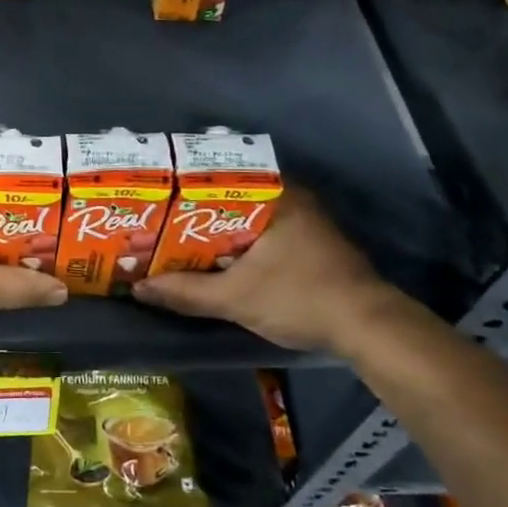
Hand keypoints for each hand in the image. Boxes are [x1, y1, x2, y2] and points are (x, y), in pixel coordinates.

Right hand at [132, 185, 394, 352]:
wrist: (368, 328)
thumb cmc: (300, 298)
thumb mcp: (236, 298)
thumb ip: (186, 291)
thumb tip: (139, 288)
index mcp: (275, 195)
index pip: (217, 178)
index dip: (180, 190)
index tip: (151, 198)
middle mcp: (290, 199)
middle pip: (227, 199)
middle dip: (191, 213)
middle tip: (154, 221)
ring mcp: (302, 221)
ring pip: (243, 218)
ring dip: (212, 231)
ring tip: (172, 239)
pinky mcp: (307, 245)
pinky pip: (258, 234)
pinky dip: (233, 244)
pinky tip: (209, 258)